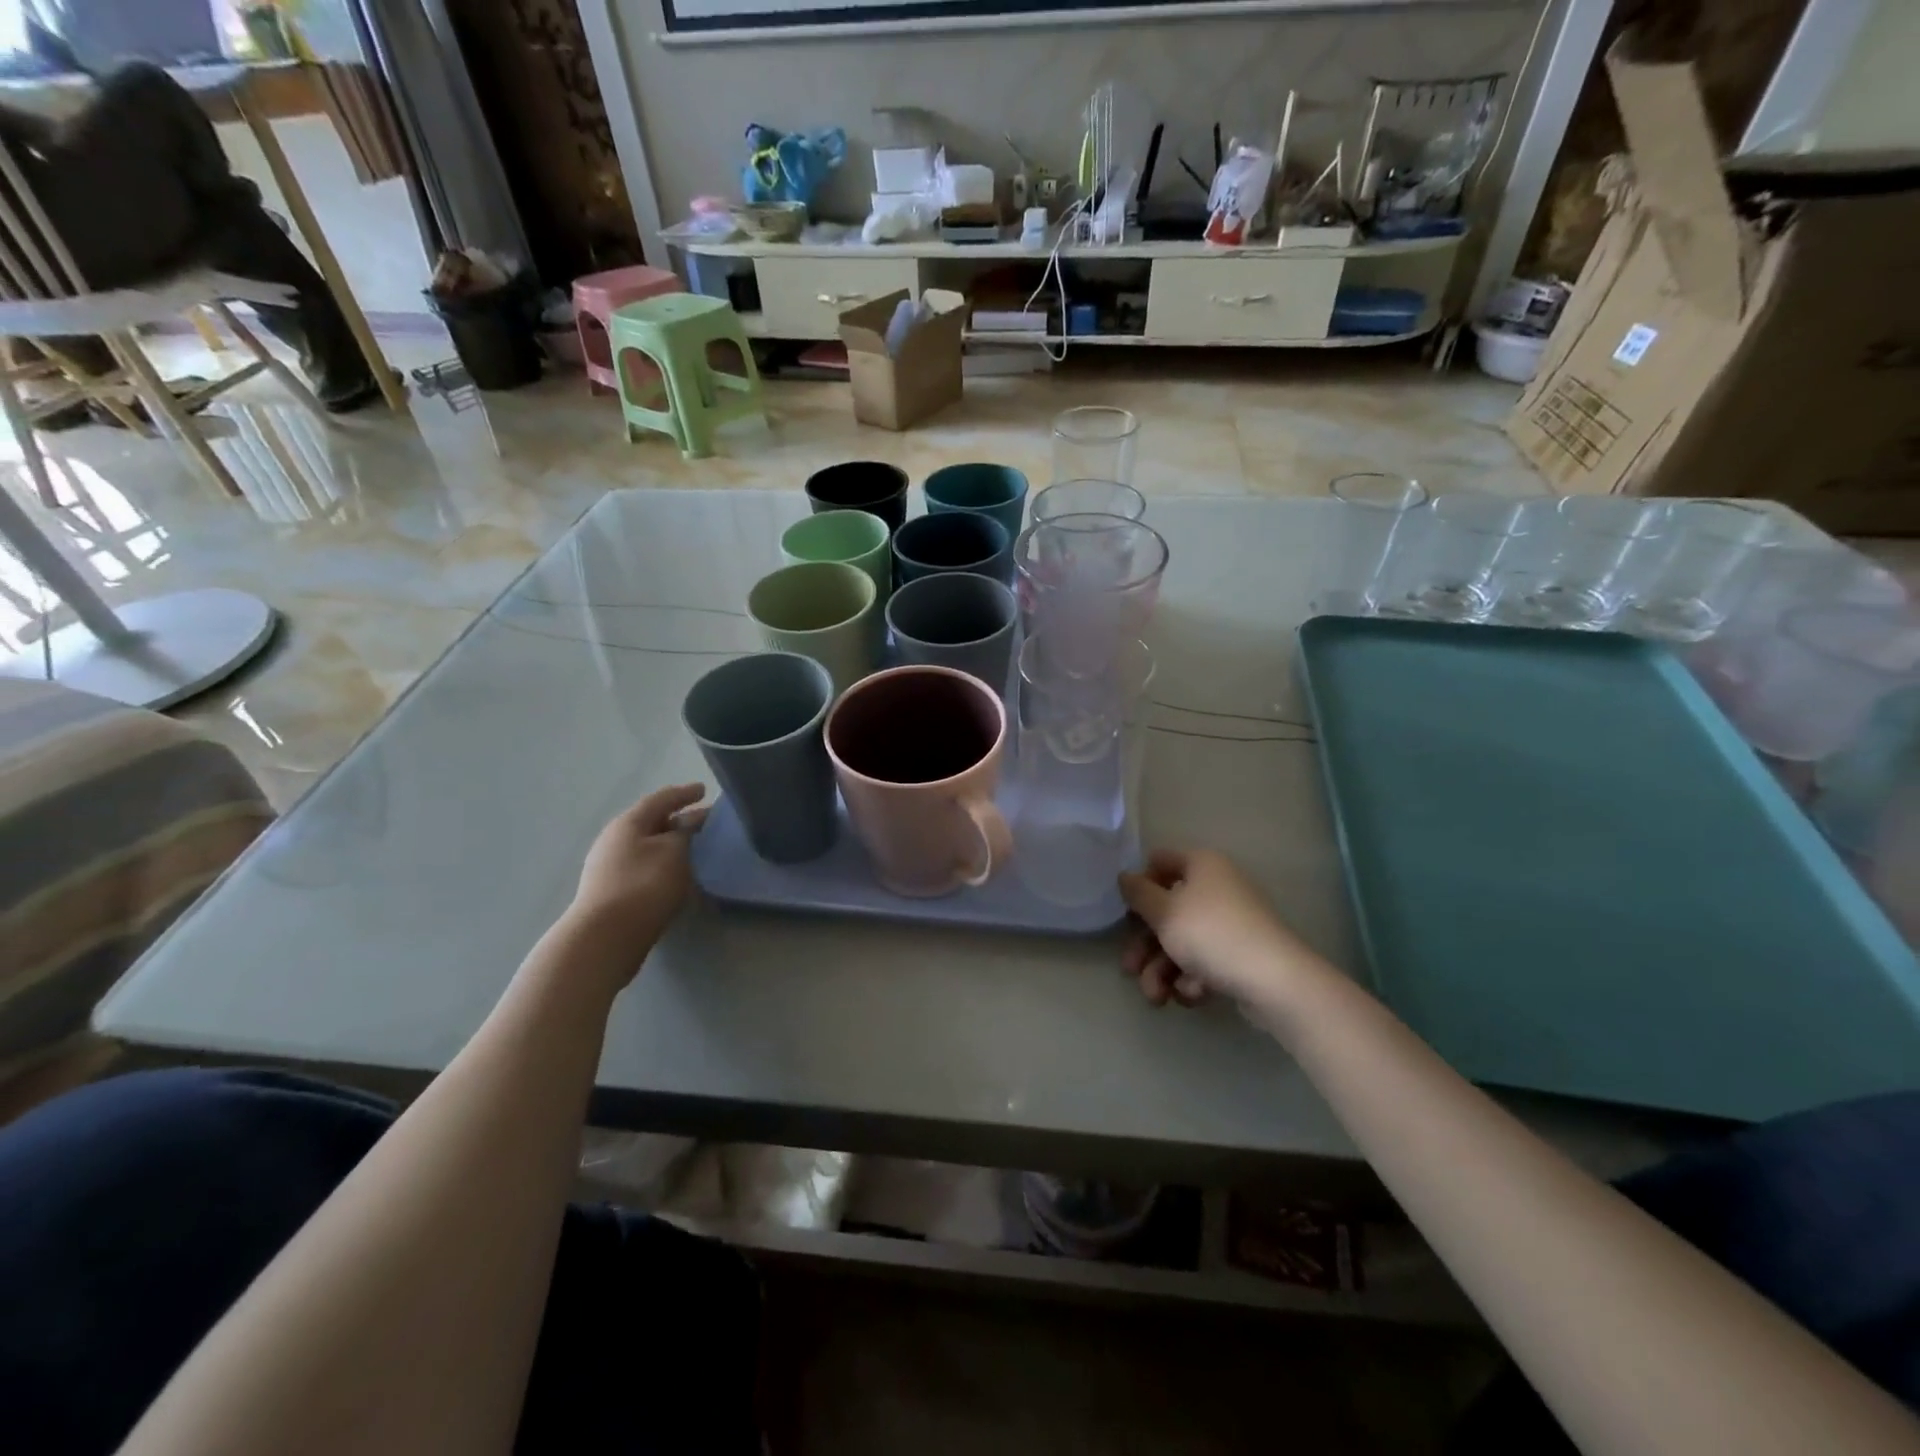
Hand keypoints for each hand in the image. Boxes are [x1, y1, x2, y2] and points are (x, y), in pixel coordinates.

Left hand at [570, 784, 708, 960]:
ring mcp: (610, 867)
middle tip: (706, 821)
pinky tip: (678, 874)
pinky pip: (644, 866)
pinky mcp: (613, 892)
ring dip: (671, 844)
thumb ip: (686, 832)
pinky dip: (664, 863)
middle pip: (652, 822)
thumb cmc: (644, 885)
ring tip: (696, 848)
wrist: (605, 938)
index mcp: (628, 823)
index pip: (661, 799)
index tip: (705, 790)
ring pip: (648, 846)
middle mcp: (615, 839)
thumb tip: (692, 821)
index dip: (684, 794)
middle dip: (679, 820)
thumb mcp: (674, 852)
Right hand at [1118, 848, 1321, 1009]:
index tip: (1127, 911)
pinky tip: (1193, 994)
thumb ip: (1138, 893)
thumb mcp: (1164, 912)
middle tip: (1130, 969)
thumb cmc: (1211, 934)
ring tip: (1157, 998)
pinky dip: (1193, 978)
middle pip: (1168, 911)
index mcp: (1202, 865)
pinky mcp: (1241, 955)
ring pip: (1183, 942)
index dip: (1140, 884)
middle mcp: (1218, 888)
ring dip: (1162, 970)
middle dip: (1146, 946)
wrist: (1274, 981)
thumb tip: (1125, 876)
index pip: (1160, 861)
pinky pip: (1206, 961)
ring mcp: (1231, 923)